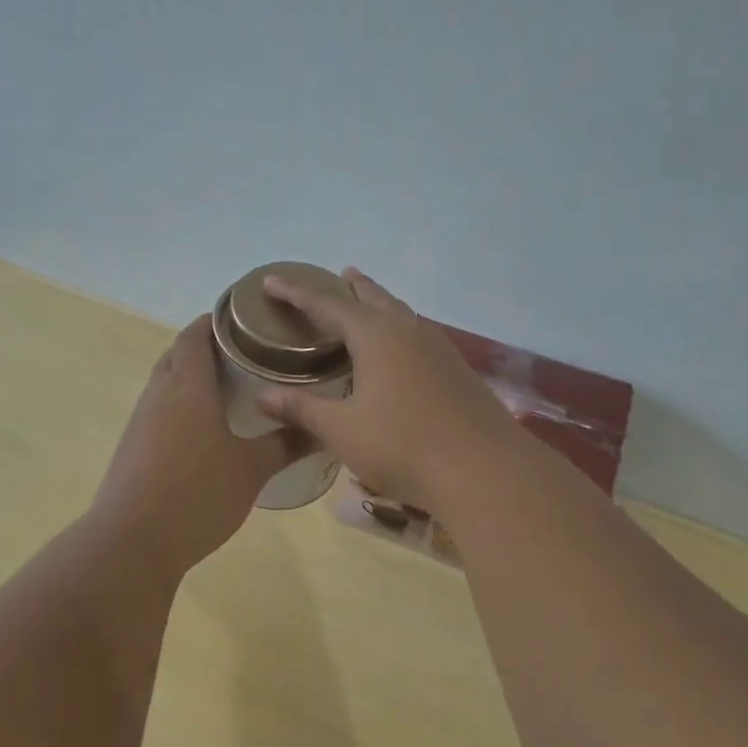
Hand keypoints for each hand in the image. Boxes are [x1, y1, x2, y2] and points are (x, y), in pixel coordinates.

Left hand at [90, 316, 300, 579]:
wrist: (132, 542)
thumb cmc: (198, 494)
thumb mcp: (252, 470)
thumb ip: (286, 444)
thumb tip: (323, 429)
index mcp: (188, 385)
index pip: (196, 333)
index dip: (218, 320)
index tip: (248, 321)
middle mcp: (159, 393)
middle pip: (179, 354)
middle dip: (208, 348)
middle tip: (248, 356)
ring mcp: (141, 420)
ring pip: (167, 383)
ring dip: (193, 378)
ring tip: (232, 390)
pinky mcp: (133, 446)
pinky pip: (160, 410)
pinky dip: (182, 406)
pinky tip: (205, 431)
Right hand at [256, 268, 531, 512]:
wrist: (484, 471)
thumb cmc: (403, 446)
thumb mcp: (343, 430)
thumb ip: (302, 410)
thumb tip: (262, 396)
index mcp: (377, 337)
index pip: (327, 305)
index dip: (297, 293)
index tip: (271, 281)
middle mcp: (409, 332)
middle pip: (374, 299)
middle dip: (352, 288)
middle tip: (338, 275)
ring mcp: (439, 351)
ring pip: (402, 315)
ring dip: (380, 305)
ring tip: (367, 305)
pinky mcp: (457, 372)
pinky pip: (419, 337)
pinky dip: (399, 331)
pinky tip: (400, 352)